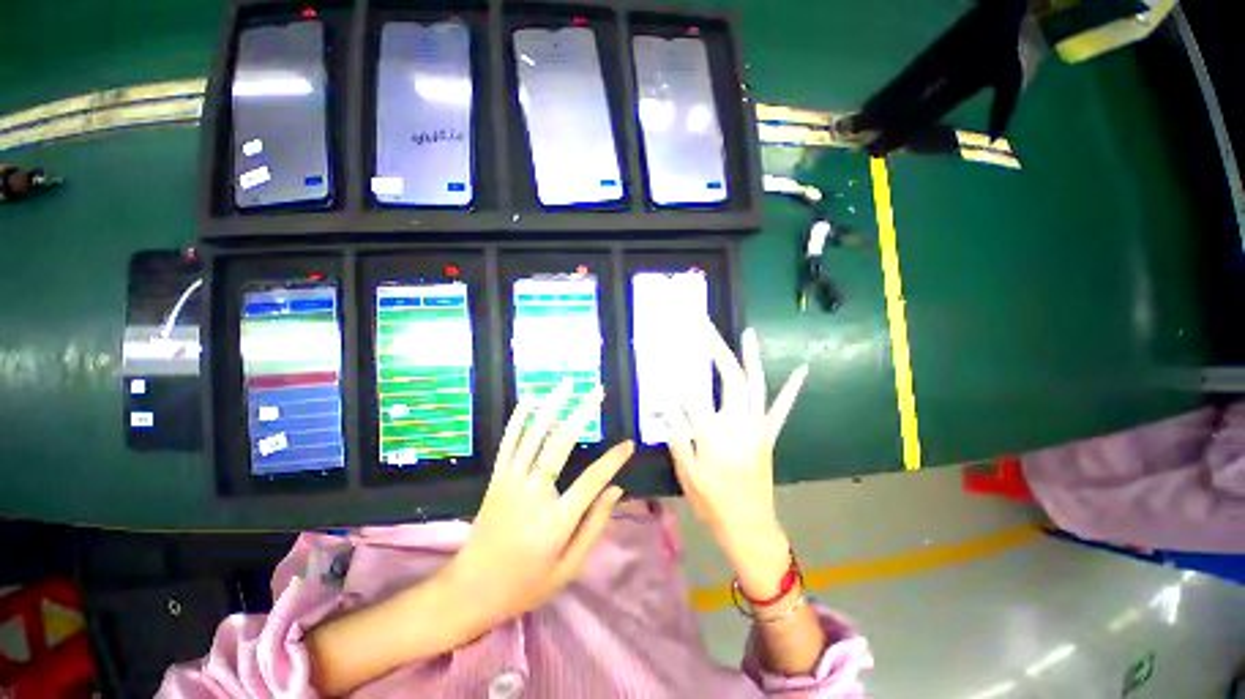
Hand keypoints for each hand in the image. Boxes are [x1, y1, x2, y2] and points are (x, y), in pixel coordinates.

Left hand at [441, 381, 633, 633]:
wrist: (470, 589)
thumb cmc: (526, 583)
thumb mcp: (568, 567)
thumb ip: (594, 526)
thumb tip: (616, 490)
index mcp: (556, 520)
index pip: (593, 479)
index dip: (614, 459)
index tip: (629, 444)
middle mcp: (533, 492)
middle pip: (561, 443)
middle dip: (583, 413)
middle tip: (598, 392)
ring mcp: (511, 481)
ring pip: (534, 434)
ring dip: (552, 405)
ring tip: (567, 384)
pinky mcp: (497, 477)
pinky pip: (509, 441)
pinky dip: (520, 417)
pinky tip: (530, 398)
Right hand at [668, 325, 807, 598]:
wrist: (749, 527)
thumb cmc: (712, 502)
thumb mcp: (686, 473)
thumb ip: (678, 435)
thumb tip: (667, 404)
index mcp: (712, 434)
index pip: (695, 391)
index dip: (685, 365)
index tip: (678, 343)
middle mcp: (737, 424)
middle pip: (728, 378)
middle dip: (717, 348)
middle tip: (706, 327)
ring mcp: (758, 428)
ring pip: (756, 385)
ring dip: (752, 357)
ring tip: (748, 333)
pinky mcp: (770, 435)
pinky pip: (781, 409)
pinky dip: (791, 388)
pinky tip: (801, 369)